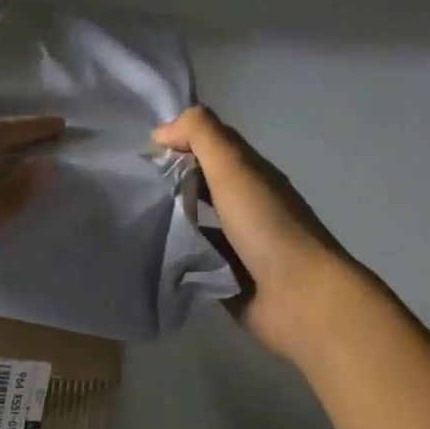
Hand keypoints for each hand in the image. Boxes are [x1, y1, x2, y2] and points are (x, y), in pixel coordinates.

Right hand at [153, 106, 357, 360]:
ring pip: (193, 223)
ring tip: (129, 218)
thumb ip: (201, 136)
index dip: (178, 141)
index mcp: (250, 175)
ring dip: (167, 219)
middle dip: (168, 180)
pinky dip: (173, 255)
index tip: (141, 152)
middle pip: (200, 183)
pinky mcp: (226, 277)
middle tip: (128, 185)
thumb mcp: (233, 167)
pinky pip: (192, 260)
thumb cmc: (267, 225)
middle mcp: (245, 205)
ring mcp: (237, 244)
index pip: (209, 146)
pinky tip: (145, 254)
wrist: (301, 298)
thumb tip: (162, 131)